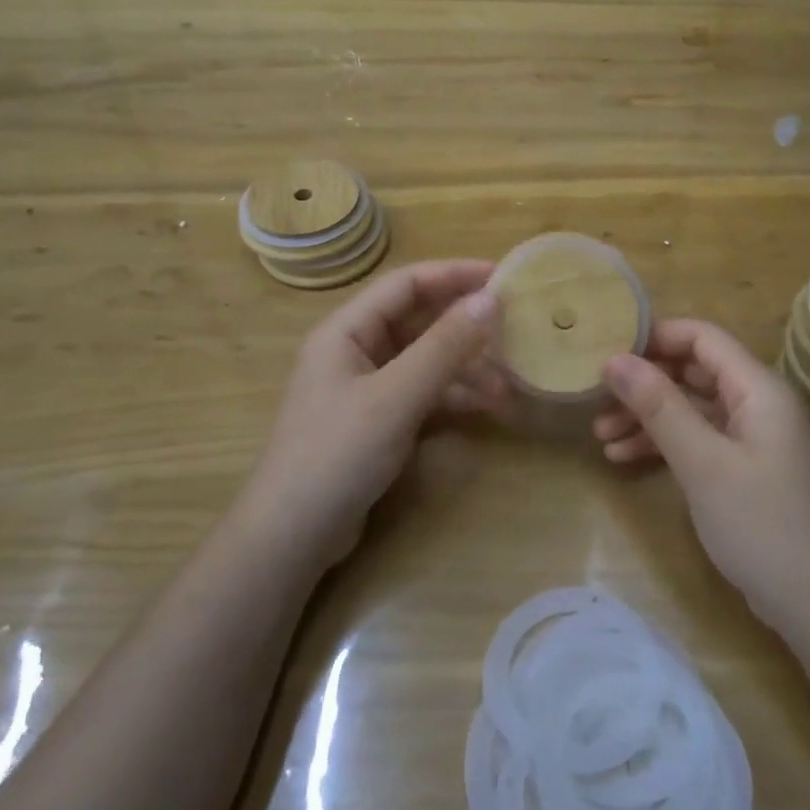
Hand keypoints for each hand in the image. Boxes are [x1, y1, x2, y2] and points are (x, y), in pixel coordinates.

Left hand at [243, 260, 506, 566]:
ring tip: (511, 378)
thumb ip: (443, 347)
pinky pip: (423, 393)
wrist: (294, 535)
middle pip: (418, 321)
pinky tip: (488, 405)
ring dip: (466, 365)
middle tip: (516, 324)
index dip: (454, 275)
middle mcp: (356, 351)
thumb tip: (490, 300)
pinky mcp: (378, 421)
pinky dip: (454, 396)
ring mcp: (367, 388)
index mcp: (346, 331)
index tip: (502, 277)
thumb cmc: (338, 454)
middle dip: (465, 323)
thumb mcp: (395, 396)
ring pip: (425, 360)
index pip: (406, 284)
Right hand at [594, 319, 809, 628]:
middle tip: (596, 399)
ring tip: (600, 436)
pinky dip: (666, 445)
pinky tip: (625, 459)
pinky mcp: (748, 469)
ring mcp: (755, 439)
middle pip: (694, 372)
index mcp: (759, 388)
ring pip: (693, 409)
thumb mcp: (703, 462)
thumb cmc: (762, 525)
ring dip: (648, 418)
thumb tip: (614, 359)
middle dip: (644, 383)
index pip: (703, 337)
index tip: (607, 351)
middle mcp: (760, 404)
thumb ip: (659, 406)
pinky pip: (701, 440)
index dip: (655, 337)